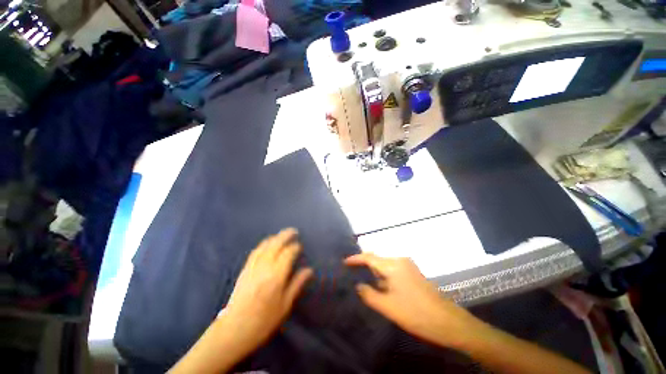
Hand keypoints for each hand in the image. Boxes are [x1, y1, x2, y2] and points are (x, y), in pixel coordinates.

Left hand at [221, 228, 312, 351]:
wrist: (233, 331)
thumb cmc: (263, 321)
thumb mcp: (285, 305)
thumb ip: (297, 284)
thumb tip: (309, 270)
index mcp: (276, 276)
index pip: (288, 254)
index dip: (295, 247)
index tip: (300, 246)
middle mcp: (264, 267)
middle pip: (276, 244)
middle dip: (285, 235)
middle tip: (294, 231)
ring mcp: (252, 267)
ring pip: (265, 245)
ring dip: (275, 238)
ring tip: (282, 235)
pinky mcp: (244, 270)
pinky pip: (255, 251)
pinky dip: (263, 244)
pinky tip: (267, 244)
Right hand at [345, 253, 478, 348]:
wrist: (448, 321)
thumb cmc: (416, 313)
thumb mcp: (388, 307)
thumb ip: (369, 294)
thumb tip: (358, 285)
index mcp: (393, 265)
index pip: (369, 257)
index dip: (356, 259)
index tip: (344, 262)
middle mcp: (400, 260)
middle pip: (377, 259)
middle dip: (364, 265)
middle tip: (351, 272)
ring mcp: (408, 266)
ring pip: (385, 265)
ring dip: (375, 271)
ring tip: (363, 279)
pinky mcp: (413, 273)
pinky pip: (393, 269)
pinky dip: (384, 275)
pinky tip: (380, 285)